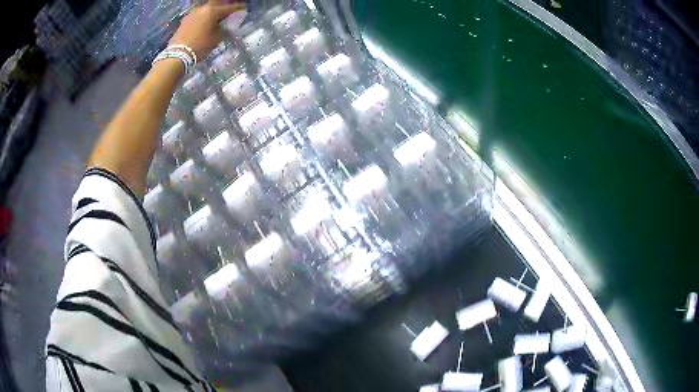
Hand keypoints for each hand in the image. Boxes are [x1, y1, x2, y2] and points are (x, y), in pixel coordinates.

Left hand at [169, 0, 245, 60]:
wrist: (177, 55)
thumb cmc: (200, 46)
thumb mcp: (216, 39)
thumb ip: (224, 30)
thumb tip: (227, 28)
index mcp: (212, 11)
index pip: (229, 7)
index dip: (238, 8)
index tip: (244, 9)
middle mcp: (202, 9)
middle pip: (216, 5)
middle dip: (223, 8)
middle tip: (228, 12)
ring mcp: (192, 14)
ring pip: (206, 10)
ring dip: (212, 12)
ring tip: (216, 18)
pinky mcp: (184, 21)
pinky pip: (198, 16)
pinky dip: (203, 18)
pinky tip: (205, 23)